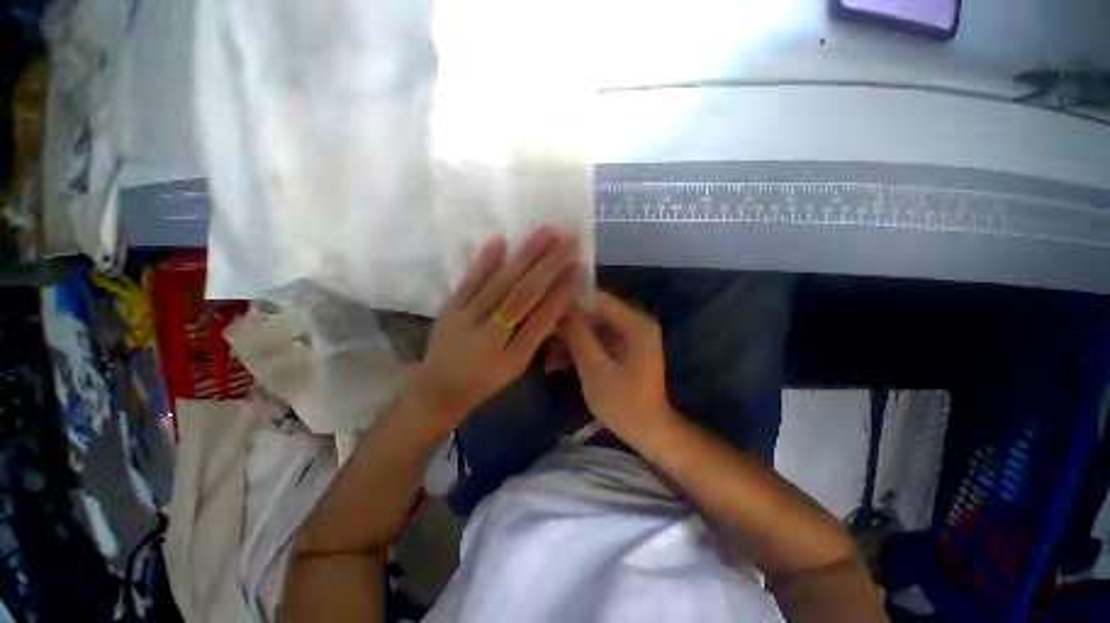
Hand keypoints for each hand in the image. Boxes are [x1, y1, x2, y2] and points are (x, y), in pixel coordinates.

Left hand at [412, 227, 581, 425]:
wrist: (437, 389)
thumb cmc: (485, 382)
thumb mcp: (516, 367)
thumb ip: (534, 336)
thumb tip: (554, 302)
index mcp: (513, 356)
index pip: (543, 318)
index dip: (562, 293)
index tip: (578, 267)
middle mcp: (491, 335)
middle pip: (523, 295)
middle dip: (548, 266)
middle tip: (567, 239)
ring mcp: (466, 319)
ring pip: (500, 283)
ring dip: (523, 256)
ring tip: (544, 233)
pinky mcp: (449, 309)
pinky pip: (469, 281)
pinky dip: (484, 261)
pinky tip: (500, 240)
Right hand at [559, 291, 675, 445]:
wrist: (648, 431)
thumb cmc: (623, 403)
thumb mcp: (595, 368)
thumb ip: (578, 334)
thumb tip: (561, 308)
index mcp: (636, 323)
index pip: (598, 297)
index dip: (571, 301)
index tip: (544, 310)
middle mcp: (635, 322)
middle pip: (594, 312)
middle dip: (568, 326)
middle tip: (542, 339)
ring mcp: (629, 335)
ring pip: (591, 326)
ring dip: (570, 340)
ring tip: (549, 361)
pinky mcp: (622, 347)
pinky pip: (596, 339)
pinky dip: (579, 349)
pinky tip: (559, 364)